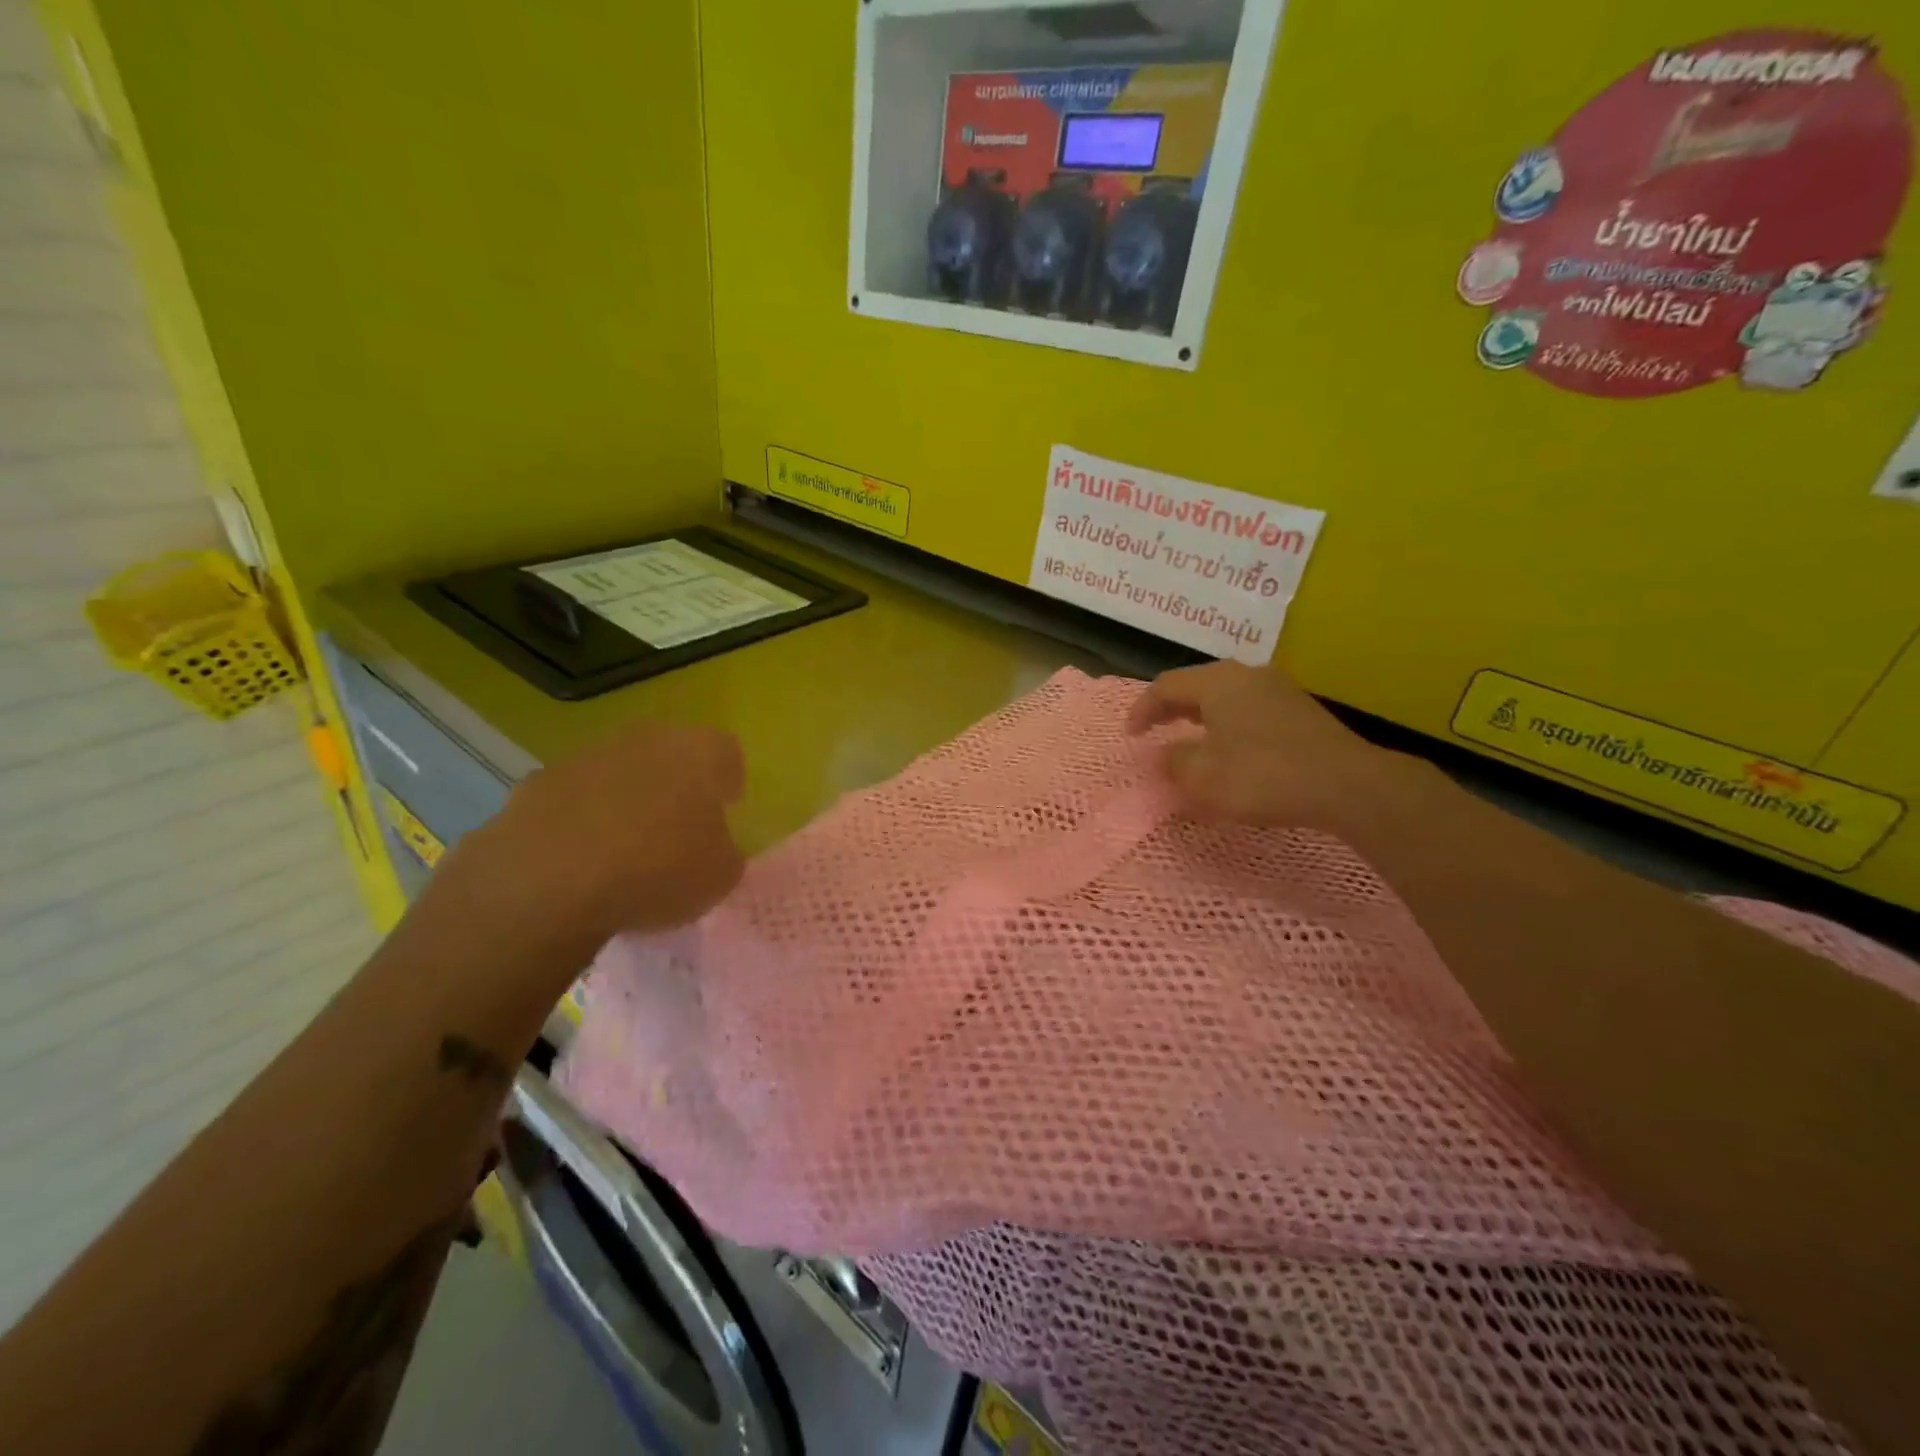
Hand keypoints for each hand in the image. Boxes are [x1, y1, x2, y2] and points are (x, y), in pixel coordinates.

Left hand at [424, 719, 744, 963]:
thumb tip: (710, 846)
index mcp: (699, 753)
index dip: (727, 783)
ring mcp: (584, 757)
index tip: (724, 813)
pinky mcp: (535, 784)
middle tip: (676, 831)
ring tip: (622, 854)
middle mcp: (644, 740)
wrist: (546, 884)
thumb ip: (724, 851)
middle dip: (674, 786)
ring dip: (624, 801)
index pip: (726, 753)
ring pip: (618, 773)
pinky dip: (578, 821)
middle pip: (669, 755)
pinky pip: (571, 799)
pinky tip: (576, 862)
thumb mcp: (720, 876)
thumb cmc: (657, 872)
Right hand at [1128, 660, 1415, 829]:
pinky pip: (1248, 709)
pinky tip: (1230, 748)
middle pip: (1197, 684)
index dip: (1142, 709)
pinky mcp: (1299, 710)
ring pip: (1225, 695)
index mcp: (1218, 682)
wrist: (1347, 785)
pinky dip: (1227, 723)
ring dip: (1200, 715)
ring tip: (1188, 738)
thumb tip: (1167, 754)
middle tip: (1154, 730)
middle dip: (1171, 708)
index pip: (1166, 685)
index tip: (1130, 736)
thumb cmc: (1264, 776)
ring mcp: (1278, 690)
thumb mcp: (1203, 776)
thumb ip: (1174, 762)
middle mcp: (1247, 675)